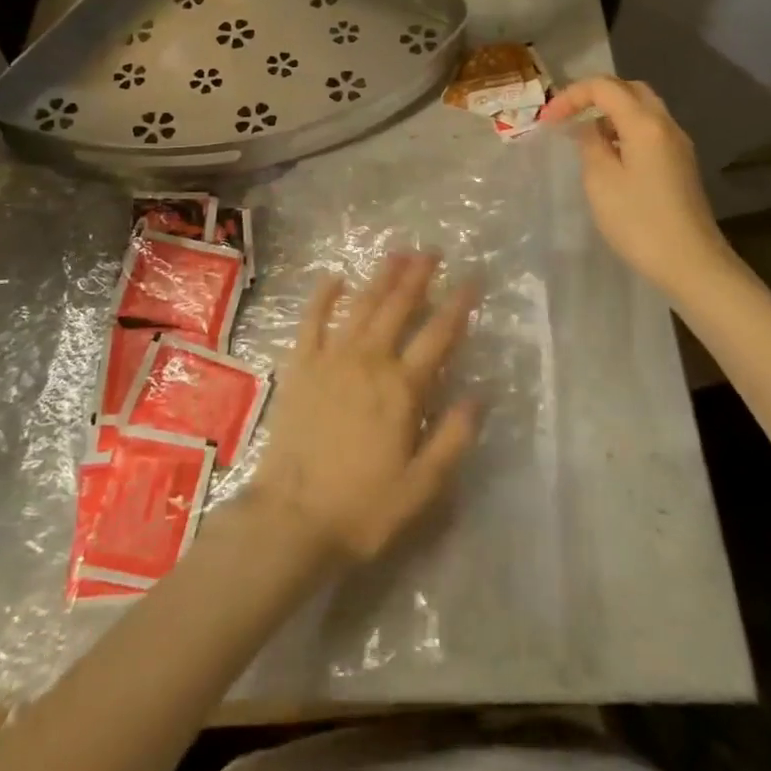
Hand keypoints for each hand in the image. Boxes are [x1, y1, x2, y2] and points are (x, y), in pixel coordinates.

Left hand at [253, 254, 478, 562]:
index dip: (458, 305)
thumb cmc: (362, 508)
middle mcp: (369, 361)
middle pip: (398, 307)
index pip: (438, 335)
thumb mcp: (421, 486)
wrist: (291, 519)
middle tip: (432, 251)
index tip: (473, 279)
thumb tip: (479, 395)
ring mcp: (330, 359)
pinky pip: (312, 320)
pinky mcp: (300, 366)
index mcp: (402, 388)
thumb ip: (454, 438)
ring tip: (397, 253)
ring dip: (380, 277)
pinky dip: (323, 296)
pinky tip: (334, 277)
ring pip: (361, 305)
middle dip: (418, 276)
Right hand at [539, 76, 730, 293]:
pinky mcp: (680, 164)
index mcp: (645, 124)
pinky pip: (649, 130)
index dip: (571, 95)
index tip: (547, 120)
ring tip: (584, 135)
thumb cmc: (639, 221)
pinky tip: (609, 155)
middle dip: (594, 95)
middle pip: (629, 90)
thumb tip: (589, 129)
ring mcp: (677, 145)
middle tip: (567, 116)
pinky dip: (624, 130)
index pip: (604, 87)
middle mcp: (665, 125)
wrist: (691, 263)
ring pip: (642, 109)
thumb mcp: (600, 181)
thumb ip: (590, 144)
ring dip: (610, 113)